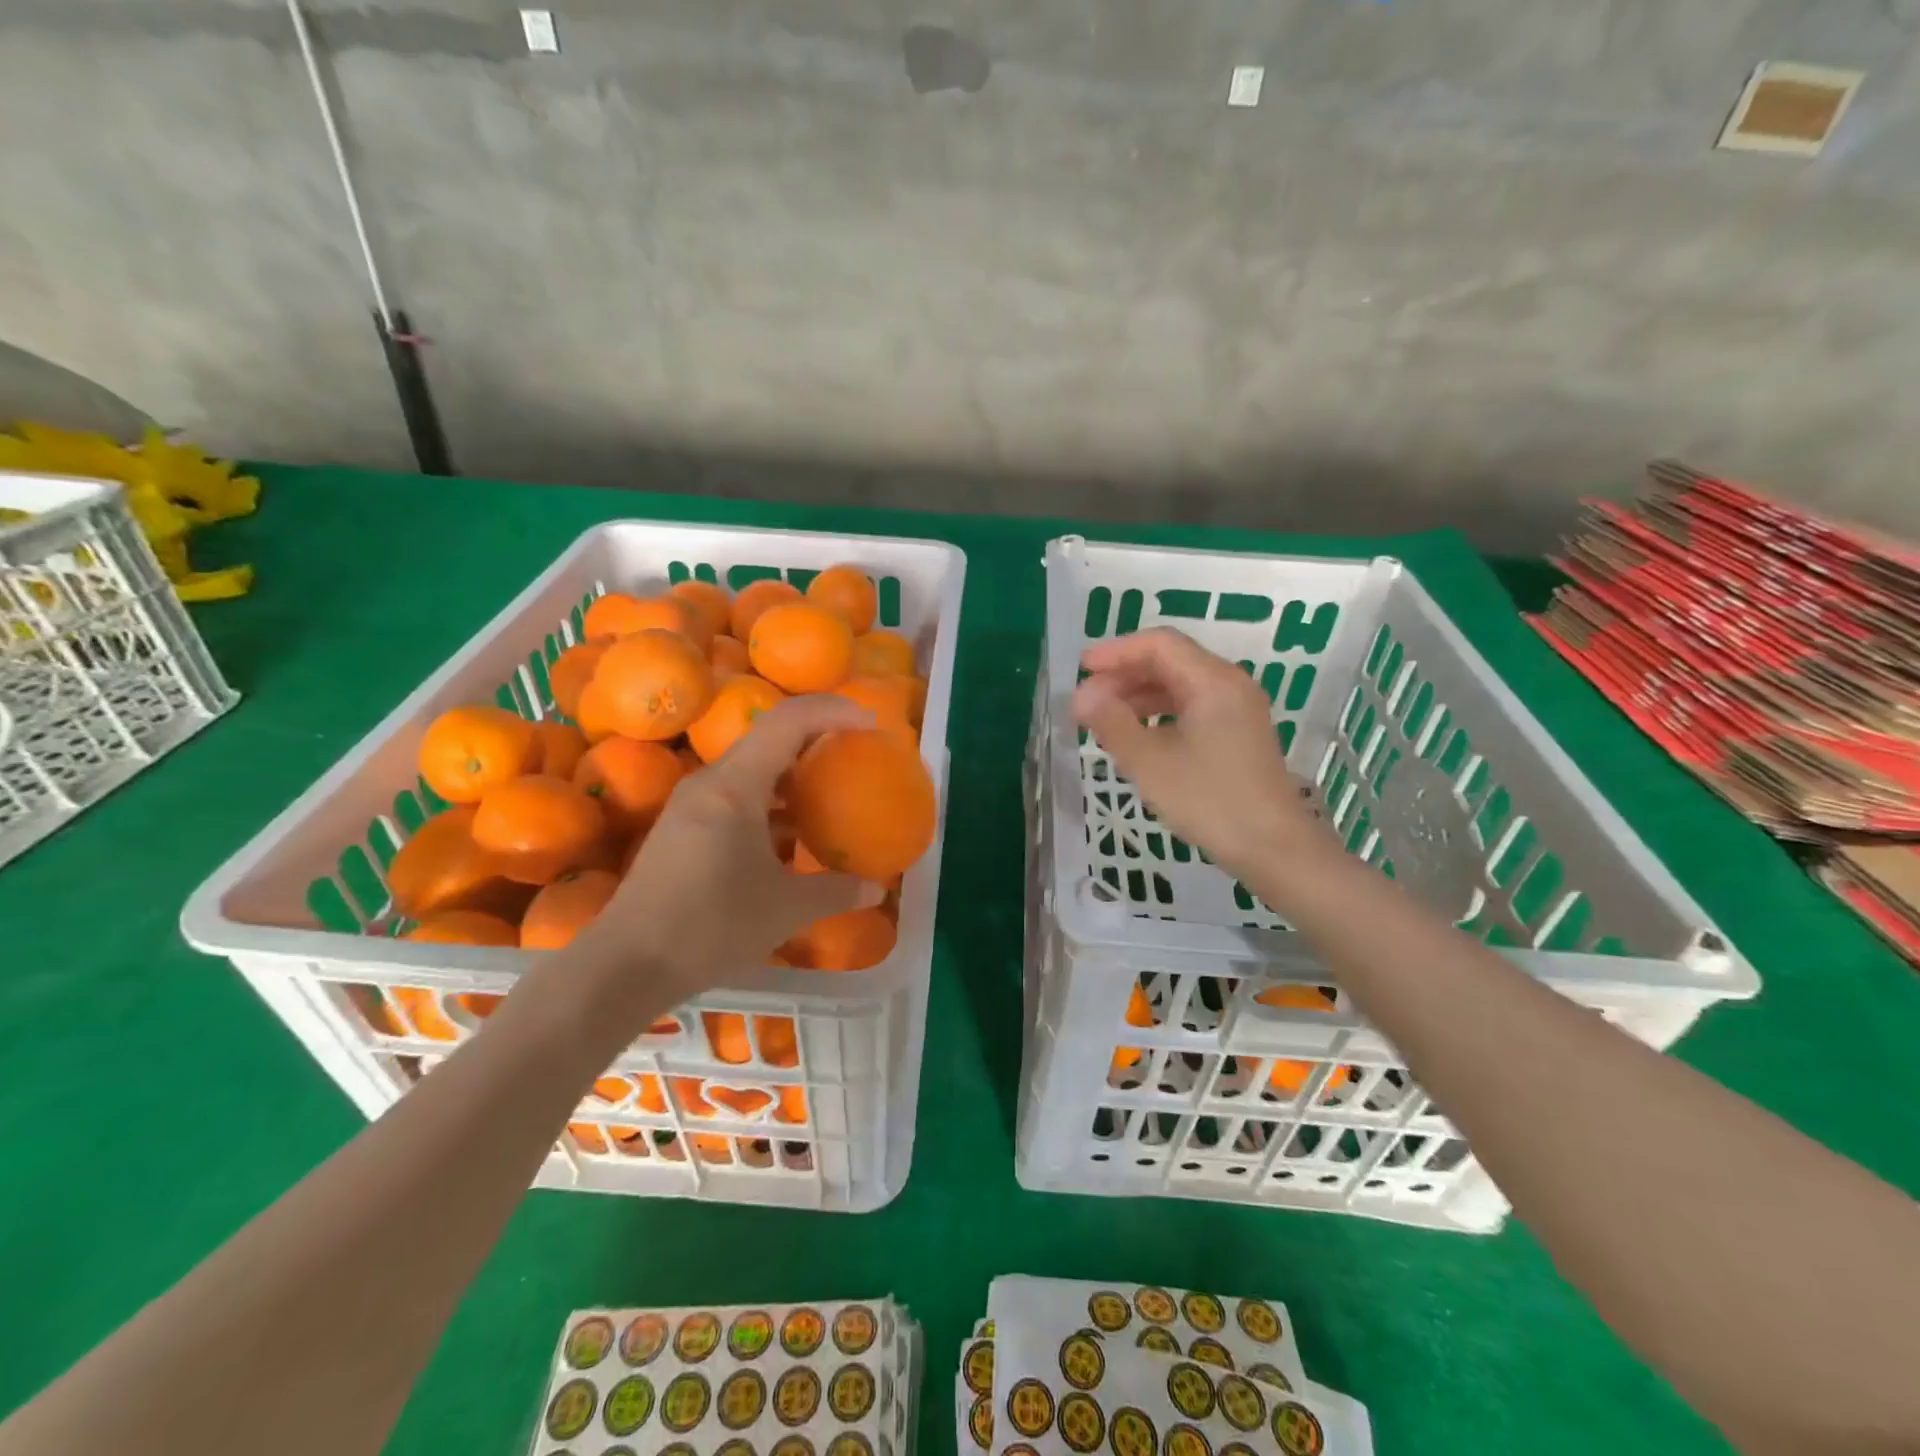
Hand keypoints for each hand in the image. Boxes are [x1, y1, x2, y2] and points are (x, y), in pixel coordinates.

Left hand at [565, 696, 877, 1024]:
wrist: (626, 965)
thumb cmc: (710, 927)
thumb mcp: (785, 910)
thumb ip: (836, 892)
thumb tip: (878, 889)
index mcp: (735, 786)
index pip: (788, 721)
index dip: (832, 711)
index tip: (871, 723)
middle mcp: (711, 782)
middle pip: (770, 737)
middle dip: (817, 737)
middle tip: (857, 751)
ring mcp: (693, 804)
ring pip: (753, 768)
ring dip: (794, 772)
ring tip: (832, 789)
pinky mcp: (684, 827)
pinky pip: (738, 795)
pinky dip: (772, 801)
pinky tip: (793, 833)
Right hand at [1074, 628, 1324, 880]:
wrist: (1274, 849)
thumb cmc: (1209, 801)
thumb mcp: (1150, 763)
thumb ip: (1112, 722)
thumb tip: (1080, 695)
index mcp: (1213, 681)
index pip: (1159, 644)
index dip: (1116, 652)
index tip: (1080, 670)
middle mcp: (1229, 685)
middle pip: (1170, 661)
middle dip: (1124, 675)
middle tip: (1086, 701)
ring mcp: (1237, 709)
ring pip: (1179, 685)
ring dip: (1138, 694)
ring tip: (1103, 718)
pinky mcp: (1238, 733)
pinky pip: (1191, 706)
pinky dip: (1158, 712)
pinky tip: (1136, 735)